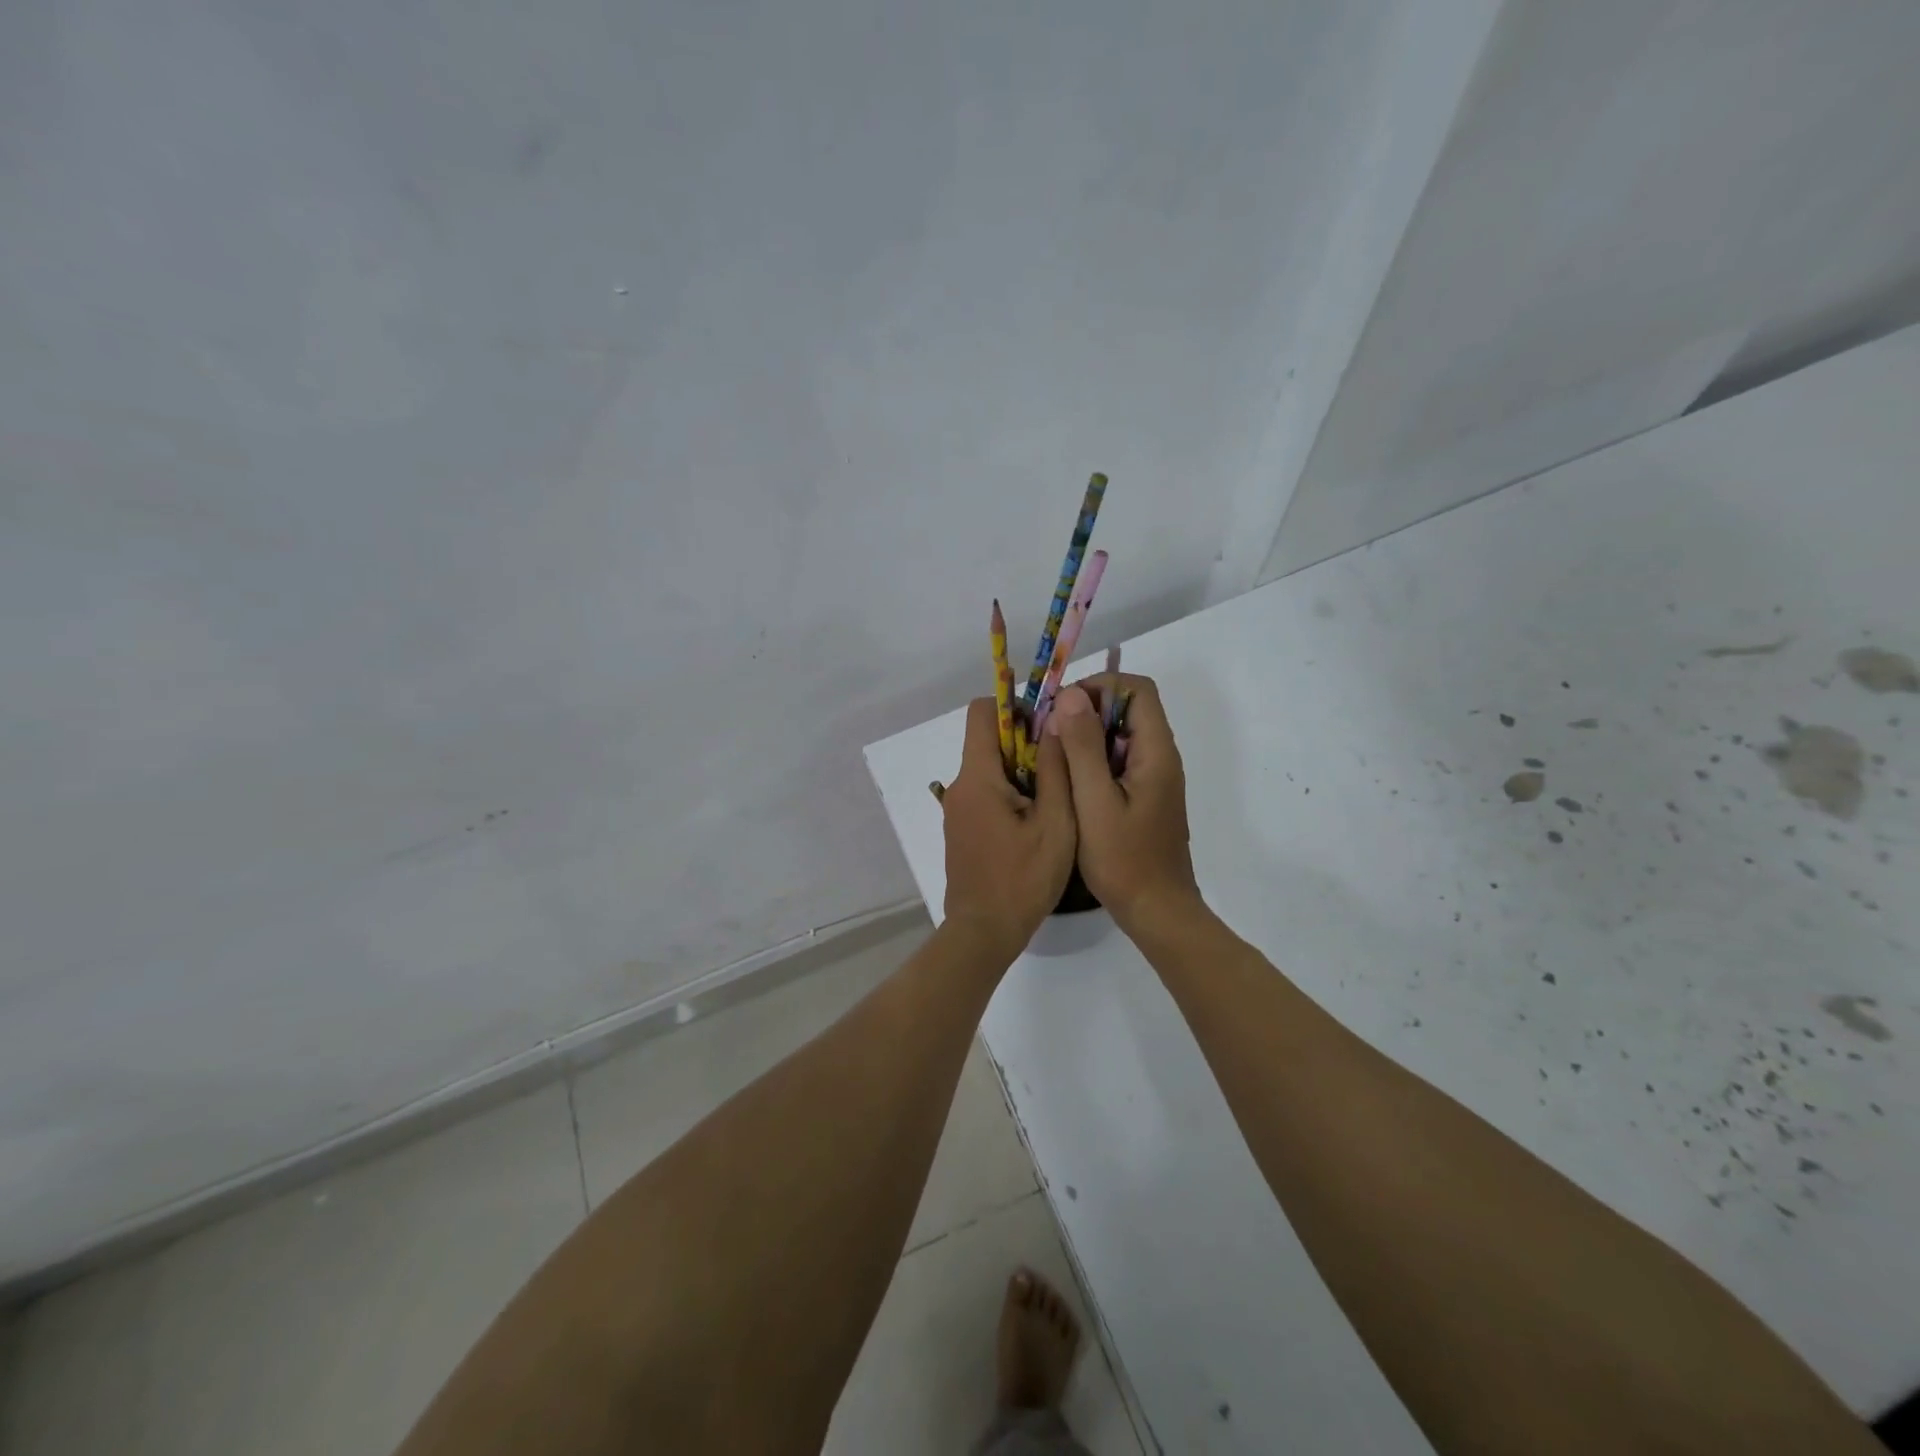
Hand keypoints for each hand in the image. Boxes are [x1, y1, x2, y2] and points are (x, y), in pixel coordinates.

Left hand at [937, 698, 1076, 963]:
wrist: (984, 932)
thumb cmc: (1023, 878)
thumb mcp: (1055, 822)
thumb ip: (1054, 768)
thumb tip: (1057, 719)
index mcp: (978, 776)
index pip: (982, 712)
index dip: (1015, 707)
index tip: (1048, 726)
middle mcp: (960, 785)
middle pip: (988, 740)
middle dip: (1026, 742)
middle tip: (1064, 765)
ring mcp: (957, 809)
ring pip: (990, 768)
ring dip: (1021, 771)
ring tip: (1058, 797)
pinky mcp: (962, 828)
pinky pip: (986, 793)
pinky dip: (1011, 793)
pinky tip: (1038, 821)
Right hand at [1043, 675, 1199, 929]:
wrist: (1156, 911)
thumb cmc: (1124, 859)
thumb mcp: (1094, 801)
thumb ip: (1082, 747)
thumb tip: (1070, 696)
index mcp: (1155, 752)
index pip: (1137, 689)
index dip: (1100, 686)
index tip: (1063, 707)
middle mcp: (1160, 757)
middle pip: (1128, 709)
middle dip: (1087, 710)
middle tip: (1049, 731)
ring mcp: (1154, 778)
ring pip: (1121, 735)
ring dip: (1087, 736)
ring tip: (1052, 755)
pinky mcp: (1145, 796)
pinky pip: (1119, 760)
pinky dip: (1093, 759)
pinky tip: (1068, 782)